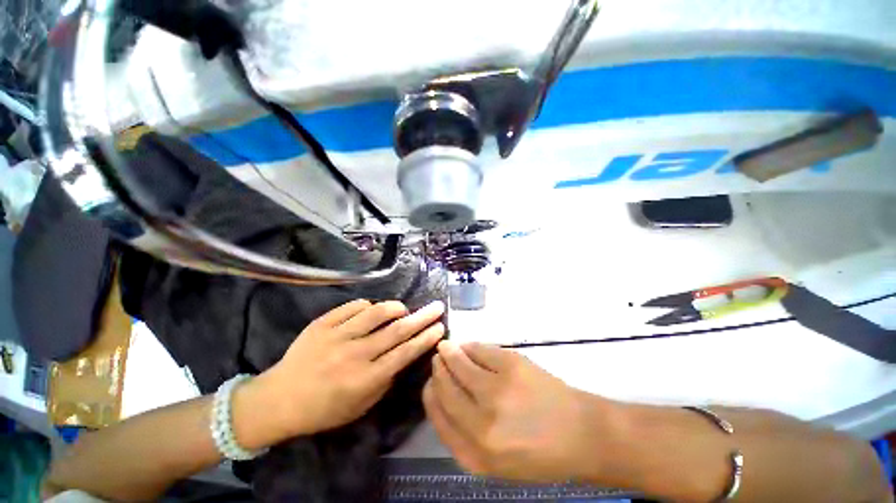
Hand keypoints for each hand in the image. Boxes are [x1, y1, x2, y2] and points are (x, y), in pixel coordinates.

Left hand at [240, 299, 445, 441]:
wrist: (278, 400)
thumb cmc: (323, 410)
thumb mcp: (361, 406)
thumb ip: (385, 380)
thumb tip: (403, 355)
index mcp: (365, 379)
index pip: (405, 353)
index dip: (426, 338)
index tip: (440, 327)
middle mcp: (355, 354)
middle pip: (397, 330)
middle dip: (422, 317)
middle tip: (437, 307)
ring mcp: (337, 335)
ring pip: (376, 312)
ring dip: (395, 307)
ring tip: (403, 309)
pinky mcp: (322, 323)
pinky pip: (353, 306)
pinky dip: (367, 305)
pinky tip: (371, 310)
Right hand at [424, 341, 612, 481]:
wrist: (581, 434)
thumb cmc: (539, 454)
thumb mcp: (496, 464)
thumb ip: (464, 437)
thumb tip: (443, 397)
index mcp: (476, 455)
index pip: (439, 416)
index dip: (431, 394)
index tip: (429, 382)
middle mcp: (482, 424)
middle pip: (446, 388)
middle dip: (438, 371)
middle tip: (437, 359)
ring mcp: (497, 391)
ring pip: (460, 364)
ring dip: (449, 353)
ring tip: (446, 347)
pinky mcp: (512, 365)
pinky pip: (480, 350)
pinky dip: (469, 346)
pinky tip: (466, 346)